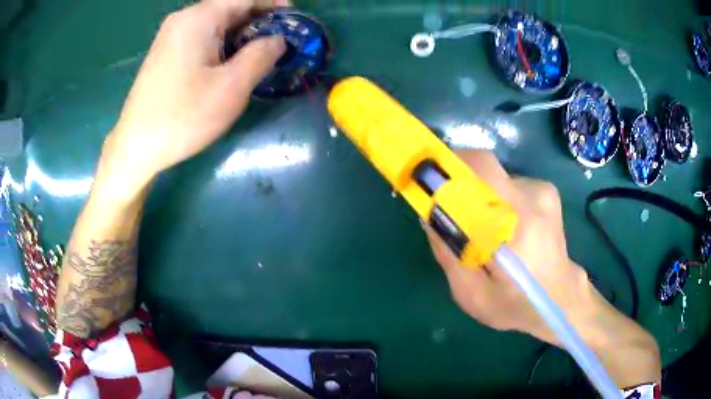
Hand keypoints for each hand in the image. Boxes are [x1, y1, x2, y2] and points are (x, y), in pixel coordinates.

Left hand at [104, 0, 288, 183]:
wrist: (135, 148)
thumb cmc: (183, 117)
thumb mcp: (231, 87)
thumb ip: (261, 55)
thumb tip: (278, 39)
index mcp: (199, 19)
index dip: (272, 3)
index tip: (293, 16)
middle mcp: (183, 20)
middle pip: (229, 8)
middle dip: (258, 19)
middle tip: (281, 39)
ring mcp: (171, 36)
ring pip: (215, 24)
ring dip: (240, 33)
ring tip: (261, 52)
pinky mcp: (165, 53)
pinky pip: (201, 38)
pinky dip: (222, 43)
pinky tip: (231, 62)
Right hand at [424, 150, 592, 343]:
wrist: (561, 298)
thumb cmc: (515, 305)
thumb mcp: (471, 295)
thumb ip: (448, 254)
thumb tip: (428, 214)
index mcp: (516, 227)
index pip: (480, 172)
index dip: (447, 168)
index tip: (425, 177)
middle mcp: (532, 198)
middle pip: (484, 166)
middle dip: (457, 178)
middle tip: (446, 204)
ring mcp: (542, 191)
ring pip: (494, 177)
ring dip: (479, 195)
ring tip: (482, 228)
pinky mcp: (546, 190)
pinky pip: (508, 184)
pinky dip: (496, 199)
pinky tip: (503, 228)